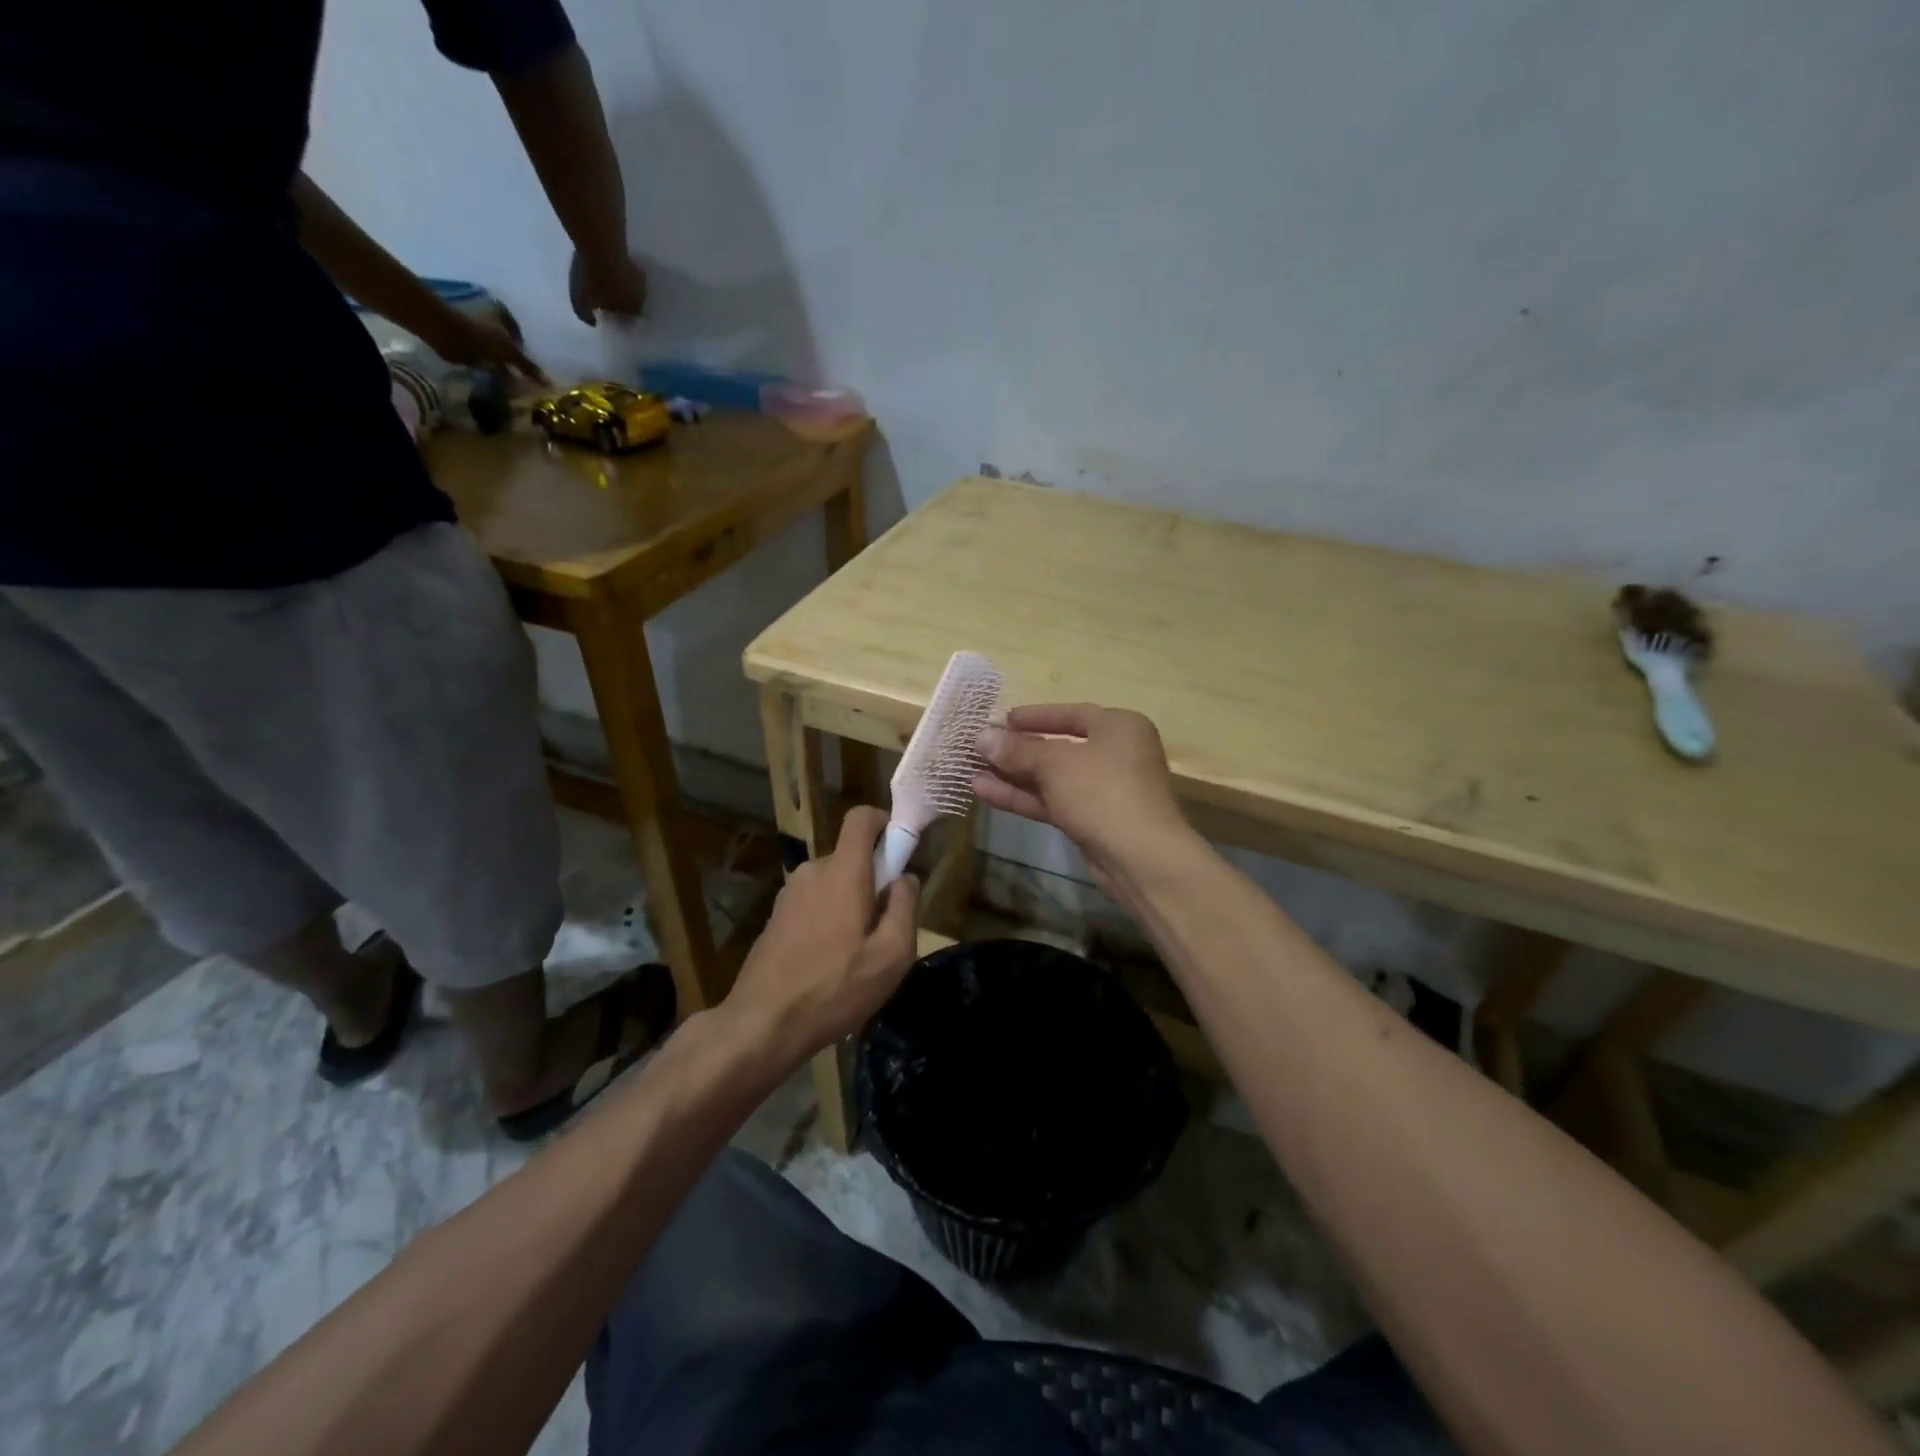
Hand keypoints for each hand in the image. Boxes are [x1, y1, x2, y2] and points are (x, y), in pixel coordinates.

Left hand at [420, 309, 546, 383]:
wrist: (444, 332)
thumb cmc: (481, 337)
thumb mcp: (511, 353)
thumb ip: (528, 367)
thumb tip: (548, 383)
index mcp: (503, 313)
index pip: (521, 336)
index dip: (527, 354)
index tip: (530, 371)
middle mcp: (489, 315)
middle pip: (507, 341)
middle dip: (513, 358)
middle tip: (521, 378)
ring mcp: (475, 325)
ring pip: (494, 348)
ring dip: (500, 362)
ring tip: (507, 380)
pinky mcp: (463, 336)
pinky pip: (481, 353)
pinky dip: (486, 364)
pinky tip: (492, 376)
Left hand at [570, 250, 648, 323]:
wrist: (599, 247)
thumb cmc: (593, 281)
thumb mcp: (581, 302)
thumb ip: (586, 315)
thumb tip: (593, 322)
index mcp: (633, 310)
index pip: (629, 320)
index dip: (618, 317)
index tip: (607, 312)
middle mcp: (642, 298)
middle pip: (633, 304)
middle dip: (623, 302)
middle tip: (609, 296)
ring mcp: (640, 279)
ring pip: (633, 289)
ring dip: (624, 287)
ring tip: (610, 281)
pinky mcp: (635, 261)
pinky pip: (630, 272)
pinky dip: (623, 272)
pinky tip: (612, 267)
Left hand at [726, 806, 919, 1068]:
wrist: (761, 1024)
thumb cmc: (834, 989)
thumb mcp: (891, 956)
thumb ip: (904, 908)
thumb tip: (905, 878)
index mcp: (843, 872)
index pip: (861, 818)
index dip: (884, 821)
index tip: (900, 849)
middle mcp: (813, 872)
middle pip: (851, 857)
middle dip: (873, 881)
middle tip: (885, 928)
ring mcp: (789, 894)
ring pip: (833, 884)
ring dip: (851, 905)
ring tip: (857, 955)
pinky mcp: (776, 917)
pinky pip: (813, 904)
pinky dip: (829, 920)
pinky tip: (830, 965)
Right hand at [973, 704, 1192, 896]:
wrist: (1140, 857)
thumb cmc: (1102, 791)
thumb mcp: (1054, 764)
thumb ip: (1016, 750)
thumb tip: (981, 737)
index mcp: (1118, 727)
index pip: (1071, 713)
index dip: (1034, 716)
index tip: (1002, 720)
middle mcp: (1116, 754)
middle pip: (1059, 747)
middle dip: (1018, 750)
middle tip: (981, 748)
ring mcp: (1105, 790)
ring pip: (1052, 778)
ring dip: (1014, 776)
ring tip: (972, 772)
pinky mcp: (1093, 820)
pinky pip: (1054, 801)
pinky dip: (1024, 797)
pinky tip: (985, 793)